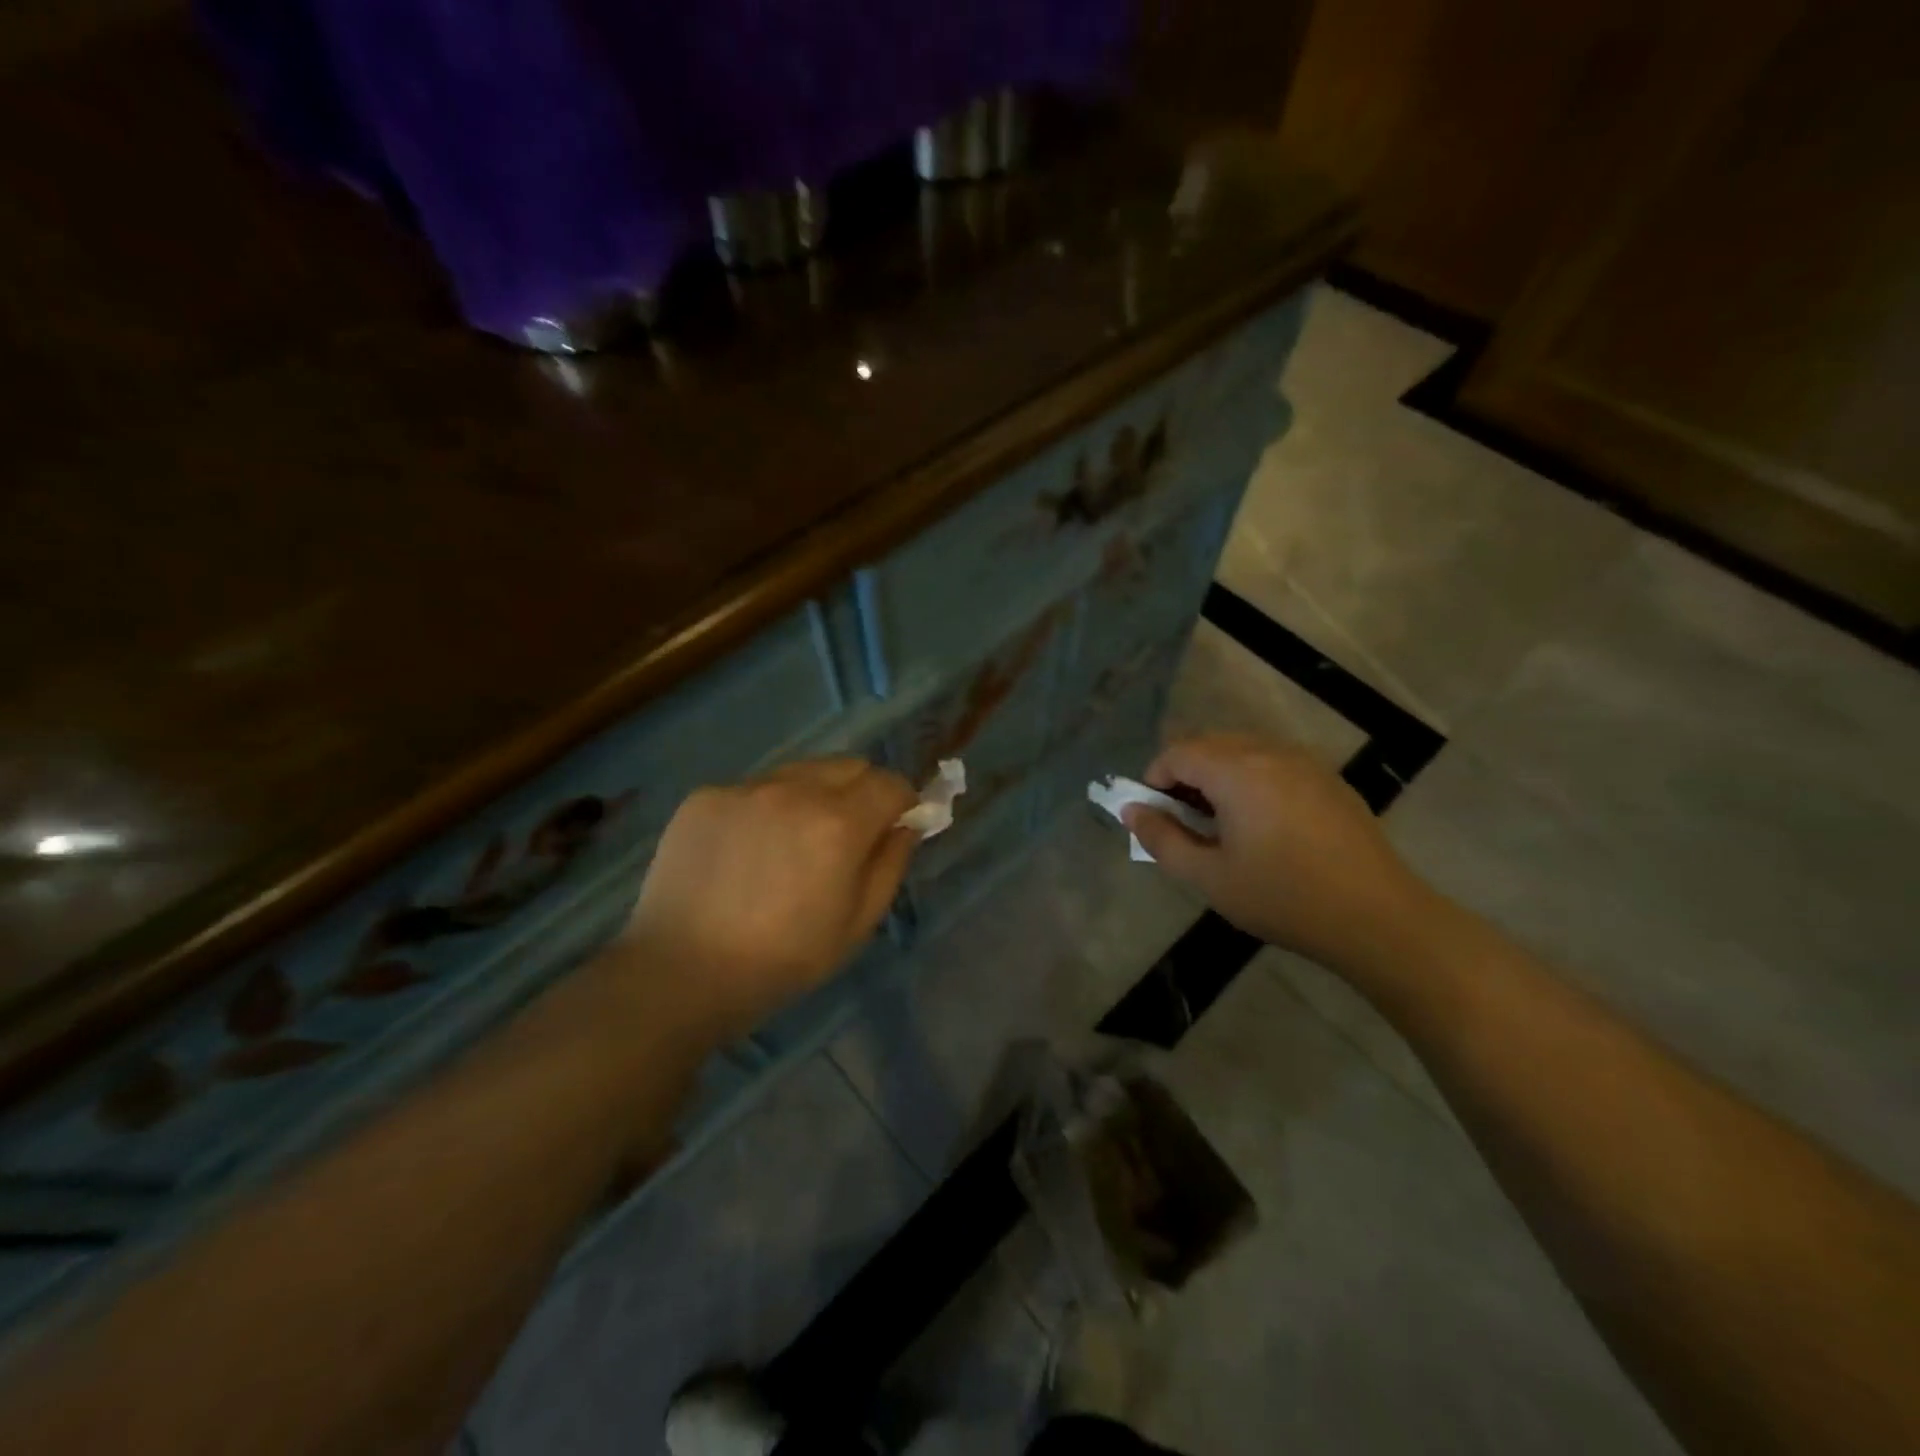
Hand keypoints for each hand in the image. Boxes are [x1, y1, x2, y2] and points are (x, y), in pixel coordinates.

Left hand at [616, 758, 919, 1041]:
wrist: (681, 972)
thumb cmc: (782, 960)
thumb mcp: (857, 924)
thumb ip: (891, 864)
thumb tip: (906, 825)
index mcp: (838, 823)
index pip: (890, 783)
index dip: (902, 803)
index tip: (895, 826)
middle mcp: (794, 789)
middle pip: (849, 766)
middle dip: (862, 791)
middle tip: (847, 835)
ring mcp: (745, 788)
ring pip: (801, 772)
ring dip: (814, 795)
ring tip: (793, 843)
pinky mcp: (706, 796)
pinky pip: (755, 788)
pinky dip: (767, 807)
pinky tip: (747, 851)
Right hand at [1123, 734, 1431, 971]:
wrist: (1377, 917)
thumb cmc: (1284, 898)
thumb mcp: (1210, 877)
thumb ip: (1162, 839)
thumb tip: (1132, 811)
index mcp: (1237, 771)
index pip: (1177, 753)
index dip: (1154, 779)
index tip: (1154, 817)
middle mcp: (1269, 752)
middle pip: (1208, 745)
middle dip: (1184, 776)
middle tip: (1183, 822)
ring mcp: (1304, 762)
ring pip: (1242, 751)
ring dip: (1217, 776)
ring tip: (1221, 825)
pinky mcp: (1328, 779)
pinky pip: (1273, 763)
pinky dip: (1250, 780)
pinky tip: (1262, 825)